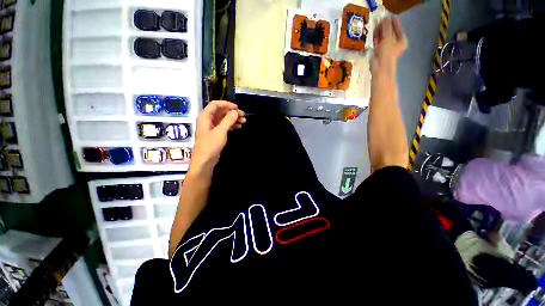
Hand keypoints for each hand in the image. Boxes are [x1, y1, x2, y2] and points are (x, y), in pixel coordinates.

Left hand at [189, 100, 245, 173]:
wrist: (205, 160)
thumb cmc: (210, 145)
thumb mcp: (220, 131)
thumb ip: (228, 120)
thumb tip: (235, 112)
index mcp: (205, 116)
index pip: (215, 104)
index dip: (226, 104)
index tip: (237, 108)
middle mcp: (208, 119)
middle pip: (221, 111)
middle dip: (232, 112)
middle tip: (243, 115)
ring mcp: (212, 126)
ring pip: (224, 118)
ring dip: (233, 119)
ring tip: (243, 121)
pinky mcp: (216, 133)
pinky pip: (224, 125)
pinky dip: (231, 125)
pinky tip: (239, 126)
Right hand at [371, 18, 407, 74]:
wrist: (380, 68)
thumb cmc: (387, 53)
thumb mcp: (388, 38)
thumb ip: (386, 27)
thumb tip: (385, 18)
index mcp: (401, 39)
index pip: (397, 26)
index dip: (391, 21)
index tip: (385, 17)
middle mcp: (395, 42)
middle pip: (390, 31)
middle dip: (384, 27)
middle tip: (378, 22)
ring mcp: (387, 47)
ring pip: (383, 36)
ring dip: (379, 32)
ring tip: (375, 27)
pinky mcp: (380, 52)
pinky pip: (378, 42)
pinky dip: (376, 38)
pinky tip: (374, 34)